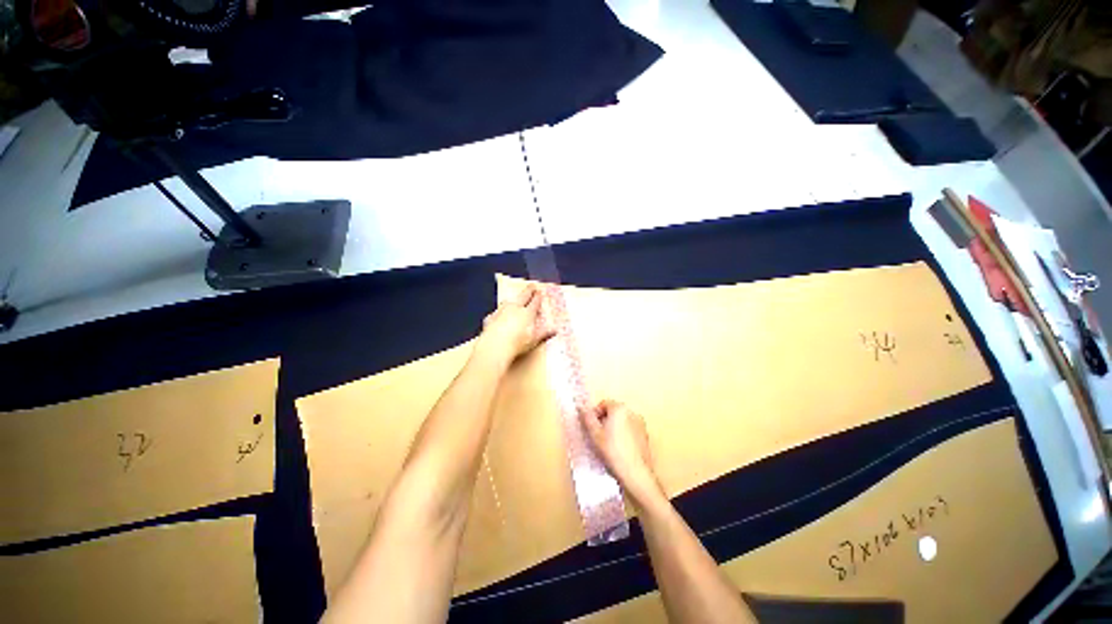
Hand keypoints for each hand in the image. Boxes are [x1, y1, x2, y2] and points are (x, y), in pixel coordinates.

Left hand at [477, 285, 555, 362]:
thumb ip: (544, 334)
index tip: (539, 291)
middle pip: (523, 296)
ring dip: (513, 299)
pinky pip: (496, 312)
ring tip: (515, 298)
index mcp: (527, 313)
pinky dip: (499, 312)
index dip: (537, 297)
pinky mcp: (491, 318)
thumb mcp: (534, 340)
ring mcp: (501, 311)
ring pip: (508, 301)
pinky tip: (498, 315)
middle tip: (531, 285)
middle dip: (528, 290)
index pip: (534, 302)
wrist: (495, 346)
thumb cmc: (517, 343)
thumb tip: (554, 330)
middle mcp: (515, 309)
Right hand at [582, 400, 664, 507]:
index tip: (590, 427)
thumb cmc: (612, 451)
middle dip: (604, 421)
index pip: (604, 404)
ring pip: (622, 422)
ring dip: (614, 428)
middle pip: (614, 412)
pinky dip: (623, 436)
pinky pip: (630, 431)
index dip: (594, 414)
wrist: (635, 474)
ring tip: (608, 444)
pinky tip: (619, 450)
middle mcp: (632, 412)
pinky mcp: (645, 437)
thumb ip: (587, 418)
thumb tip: (582, 408)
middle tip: (597, 435)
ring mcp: (641, 424)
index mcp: (620, 408)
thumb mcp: (594, 434)